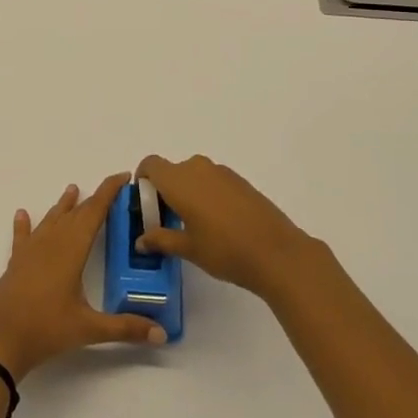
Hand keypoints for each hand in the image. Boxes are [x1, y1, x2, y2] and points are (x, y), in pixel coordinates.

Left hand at [0, 174, 166, 378]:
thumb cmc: (45, 329)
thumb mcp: (89, 329)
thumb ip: (125, 328)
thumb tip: (162, 334)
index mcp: (72, 250)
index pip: (94, 212)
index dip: (109, 192)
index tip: (124, 176)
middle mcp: (52, 242)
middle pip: (75, 214)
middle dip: (93, 200)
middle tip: (110, 191)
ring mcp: (31, 251)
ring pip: (51, 220)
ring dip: (63, 206)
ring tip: (72, 189)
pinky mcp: (16, 263)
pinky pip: (22, 237)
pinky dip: (24, 224)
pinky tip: (22, 214)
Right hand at [133, 154, 314, 297]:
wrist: (277, 252)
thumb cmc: (224, 250)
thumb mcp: (187, 248)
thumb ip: (160, 239)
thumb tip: (141, 240)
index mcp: (179, 180)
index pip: (150, 165)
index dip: (143, 180)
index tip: (145, 204)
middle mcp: (197, 168)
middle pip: (171, 171)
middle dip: (165, 191)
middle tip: (167, 221)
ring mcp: (221, 172)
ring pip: (193, 176)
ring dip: (186, 193)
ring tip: (193, 225)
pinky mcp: (240, 180)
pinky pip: (212, 180)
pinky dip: (206, 194)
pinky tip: (217, 223)